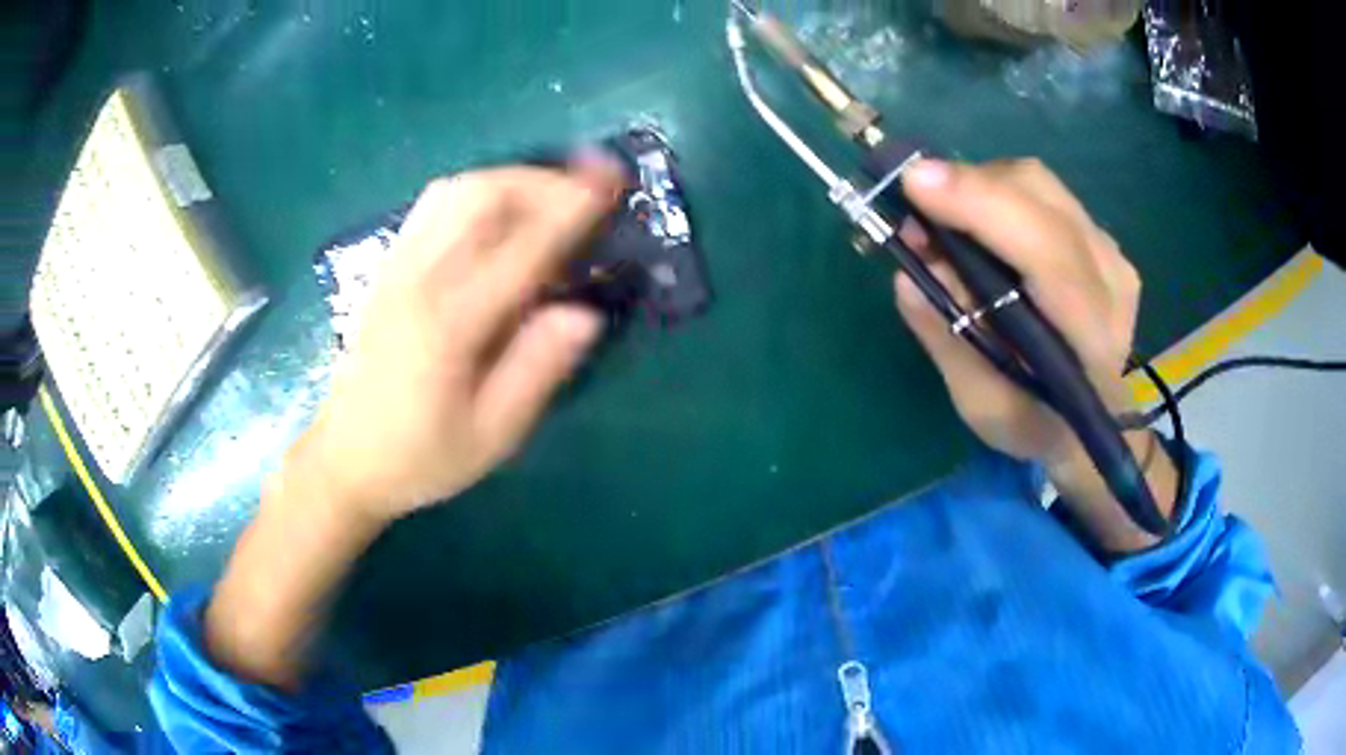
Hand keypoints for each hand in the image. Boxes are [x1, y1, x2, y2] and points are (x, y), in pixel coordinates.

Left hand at [303, 161, 623, 522]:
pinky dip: (475, 191)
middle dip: (543, 180)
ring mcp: (396, 267)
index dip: (571, 209)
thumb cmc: (420, 457)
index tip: (612, 183)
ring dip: (511, 180)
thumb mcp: (492, 436)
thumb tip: (586, 313)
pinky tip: (498, 211)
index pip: (522, 248)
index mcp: (450, 324)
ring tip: (550, 194)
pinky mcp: (386, 268)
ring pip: (455, 190)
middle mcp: (419, 279)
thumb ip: (538, 370)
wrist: (345, 460)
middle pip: (483, 196)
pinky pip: (432, 206)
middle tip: (587, 189)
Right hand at [894, 158, 1139, 465]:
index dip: (982, 207)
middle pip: (1039, 195)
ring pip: (1038, 182)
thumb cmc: (1037, 425)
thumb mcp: (983, 408)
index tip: (915, 185)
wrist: (1095, 423)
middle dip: (967, 187)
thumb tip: (906, 273)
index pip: (1047, 252)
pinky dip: (997, 194)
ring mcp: (1110, 251)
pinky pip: (1042, 192)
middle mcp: (1110, 279)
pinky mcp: (1100, 237)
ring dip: (978, 187)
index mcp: (1091, 337)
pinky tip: (979, 226)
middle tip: (916, 215)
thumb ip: (950, 343)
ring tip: (942, 221)